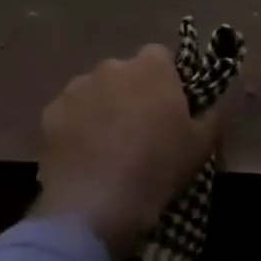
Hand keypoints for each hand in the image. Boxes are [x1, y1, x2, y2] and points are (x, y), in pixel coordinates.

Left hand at [30, 45, 229, 260]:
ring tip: (106, 148)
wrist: (97, 204)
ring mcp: (75, 89)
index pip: (160, 57)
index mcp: (151, 68)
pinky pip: (68, 115)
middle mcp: (110, 67)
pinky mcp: (49, 114)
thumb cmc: (158, 168)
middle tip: (138, 130)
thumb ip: (210, 116)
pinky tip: (82, 158)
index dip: (165, 80)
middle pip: (124, 74)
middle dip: (130, 93)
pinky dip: (75, 129)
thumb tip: (212, 105)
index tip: (168, 107)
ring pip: (93, 92)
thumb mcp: (202, 146)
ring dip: (101, 109)